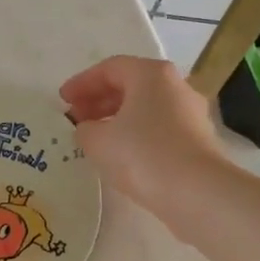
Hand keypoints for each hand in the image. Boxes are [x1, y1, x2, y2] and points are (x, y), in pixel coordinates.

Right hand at [60, 55, 223, 211]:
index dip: (82, 82)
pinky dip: (135, 134)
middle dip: (98, 100)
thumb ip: (84, 129)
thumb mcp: (98, 141)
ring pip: (146, 108)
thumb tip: (89, 129)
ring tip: (94, 138)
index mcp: (152, 75)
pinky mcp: (197, 140)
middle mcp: (176, 86)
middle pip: (131, 85)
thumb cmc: (142, 154)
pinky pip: (158, 128)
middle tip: (75, 118)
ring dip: (116, 118)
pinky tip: (121, 154)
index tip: (62, 100)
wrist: (196, 192)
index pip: (110, 68)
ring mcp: (191, 114)